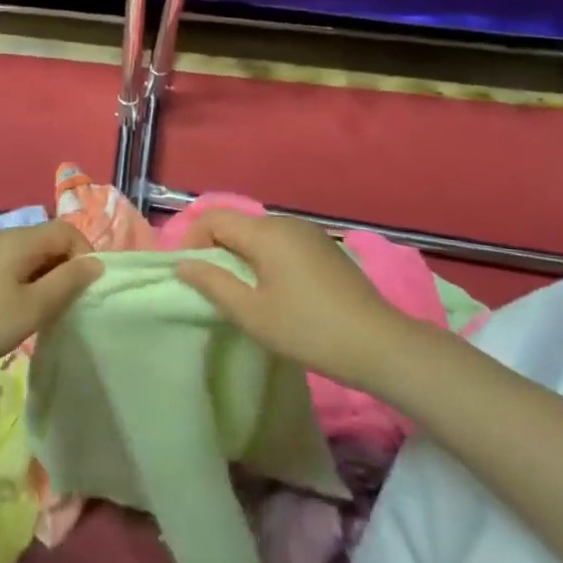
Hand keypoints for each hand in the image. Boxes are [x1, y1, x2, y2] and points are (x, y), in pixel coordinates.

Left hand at [0, 220, 98, 382]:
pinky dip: (28, 284)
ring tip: (48, 312)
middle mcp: (4, 237)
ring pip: (32, 256)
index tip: (87, 290)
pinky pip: (14, 267)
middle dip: (67, 268)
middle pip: (50, 241)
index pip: (68, 231)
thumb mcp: (33, 308)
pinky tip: (22, 312)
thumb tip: (97, 263)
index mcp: (20, 239)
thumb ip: (68, 282)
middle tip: (70, 305)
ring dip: (48, 279)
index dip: (85, 255)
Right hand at [174, 210, 412, 390]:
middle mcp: (287, 222)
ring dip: (241, 256)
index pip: (214, 218)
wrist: (380, 344)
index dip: (192, 240)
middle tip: (212, 289)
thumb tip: (183, 264)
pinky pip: (282, 243)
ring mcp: (309, 233)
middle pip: (237, 224)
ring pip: (259, 235)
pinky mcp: (324, 248)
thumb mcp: (252, 313)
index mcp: (266, 232)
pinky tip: (275, 291)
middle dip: (216, 249)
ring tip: (242, 293)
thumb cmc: (308, 329)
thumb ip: (213, 284)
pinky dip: (266, 259)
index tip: (190, 274)